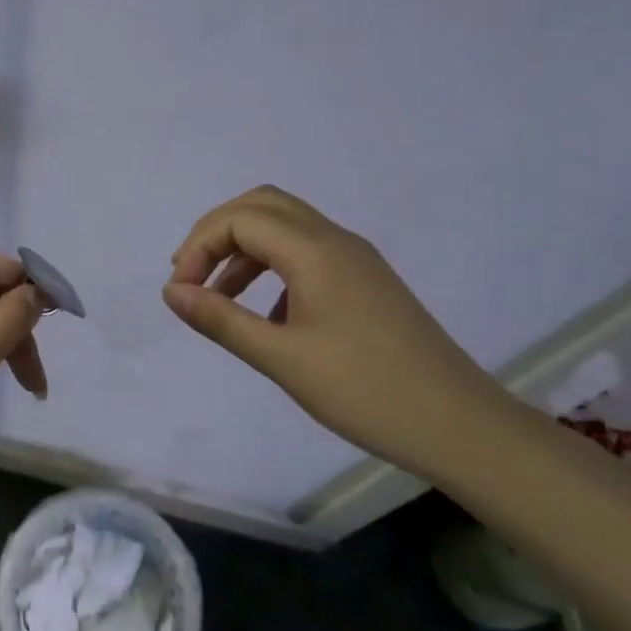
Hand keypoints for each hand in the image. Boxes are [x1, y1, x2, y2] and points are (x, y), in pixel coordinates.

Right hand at [163, 185, 516, 478]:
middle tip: (191, 276)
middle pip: (261, 206)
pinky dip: (271, 266)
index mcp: (316, 251)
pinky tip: (266, 314)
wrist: (459, 425)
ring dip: (243, 249)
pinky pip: (306, 251)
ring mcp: (355, 258)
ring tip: (217, 295)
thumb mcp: (282, 359)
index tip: (181, 292)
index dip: (199, 247)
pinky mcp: (365, 280)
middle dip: (216, 233)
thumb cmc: (365, 392)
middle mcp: (336, 240)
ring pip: (285, 226)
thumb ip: (221, 320)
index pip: (240, 219)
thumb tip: (171, 291)